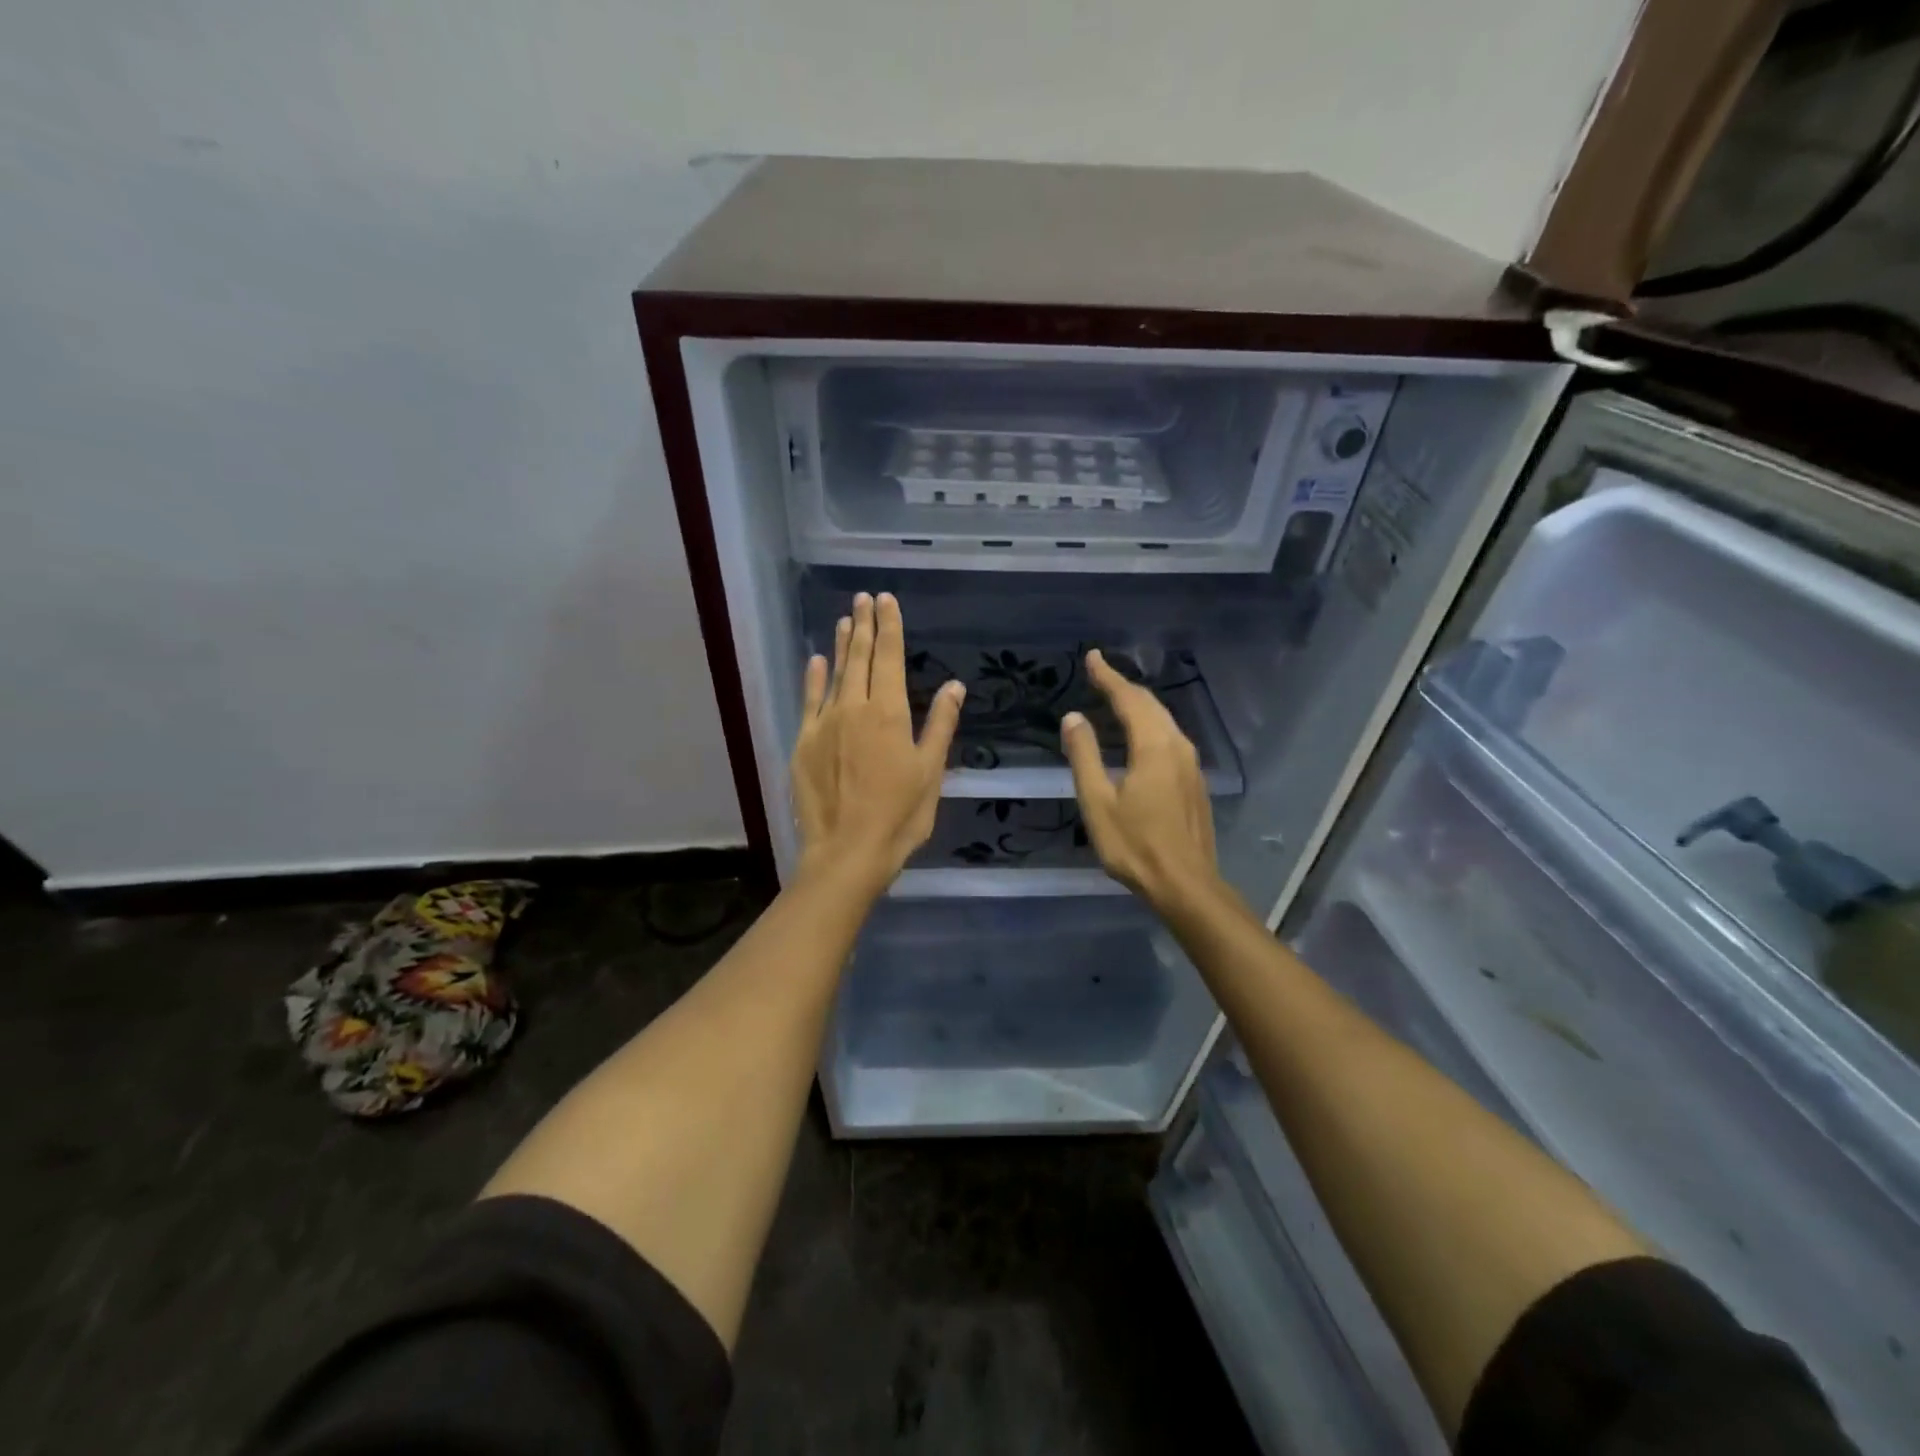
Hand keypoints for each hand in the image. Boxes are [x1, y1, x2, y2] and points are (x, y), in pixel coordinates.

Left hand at [792, 592, 963, 893]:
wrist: (846, 852)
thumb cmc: (899, 815)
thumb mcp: (930, 771)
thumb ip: (940, 724)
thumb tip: (954, 685)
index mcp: (888, 713)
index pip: (890, 657)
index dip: (889, 626)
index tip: (886, 600)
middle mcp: (854, 707)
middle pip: (861, 657)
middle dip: (865, 625)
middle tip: (863, 598)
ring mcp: (824, 724)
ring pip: (835, 674)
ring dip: (842, 645)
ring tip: (845, 620)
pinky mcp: (803, 743)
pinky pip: (809, 700)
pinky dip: (814, 678)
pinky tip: (817, 661)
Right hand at [1061, 649, 1218, 909]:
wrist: (1185, 884)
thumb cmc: (1134, 844)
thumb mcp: (1097, 801)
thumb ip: (1084, 755)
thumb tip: (1073, 717)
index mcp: (1153, 746)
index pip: (1129, 699)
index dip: (1108, 676)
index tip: (1092, 657)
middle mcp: (1178, 746)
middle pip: (1151, 705)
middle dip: (1124, 686)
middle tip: (1100, 673)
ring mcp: (1191, 764)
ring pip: (1164, 720)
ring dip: (1139, 705)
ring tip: (1116, 698)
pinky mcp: (1195, 781)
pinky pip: (1171, 737)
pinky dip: (1150, 724)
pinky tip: (1139, 735)